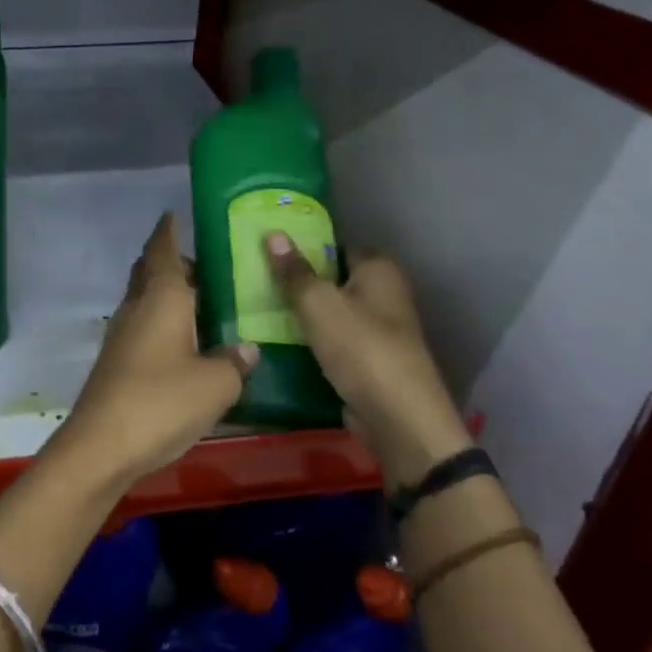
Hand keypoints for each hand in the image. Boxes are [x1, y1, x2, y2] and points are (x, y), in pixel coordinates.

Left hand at [52, 213, 258, 489]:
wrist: (102, 444)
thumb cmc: (162, 401)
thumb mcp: (215, 384)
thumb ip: (234, 361)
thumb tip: (246, 348)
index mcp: (161, 298)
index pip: (162, 250)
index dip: (168, 230)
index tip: (175, 215)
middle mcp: (137, 308)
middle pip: (150, 272)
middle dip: (173, 263)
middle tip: (208, 268)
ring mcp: (121, 335)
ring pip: (145, 300)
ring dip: (168, 295)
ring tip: (204, 305)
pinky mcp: (116, 362)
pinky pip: (143, 327)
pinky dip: (163, 323)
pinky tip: (185, 345)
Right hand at [264, 233, 470, 487]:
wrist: (397, 419)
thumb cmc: (361, 348)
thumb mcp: (318, 303)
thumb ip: (293, 270)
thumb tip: (273, 233)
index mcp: (379, 269)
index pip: (336, 244)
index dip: (304, 244)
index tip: (267, 248)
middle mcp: (384, 293)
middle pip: (332, 277)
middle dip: (298, 279)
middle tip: (254, 276)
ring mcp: (378, 329)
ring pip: (330, 310)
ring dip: (301, 311)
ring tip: (257, 305)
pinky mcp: (368, 359)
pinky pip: (332, 339)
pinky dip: (310, 338)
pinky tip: (278, 339)